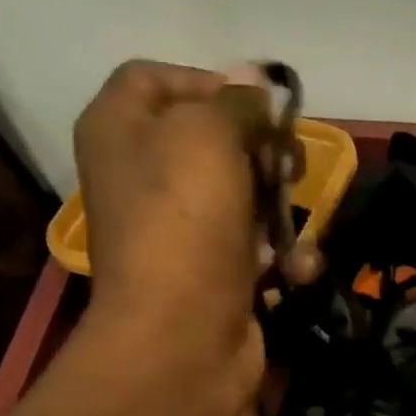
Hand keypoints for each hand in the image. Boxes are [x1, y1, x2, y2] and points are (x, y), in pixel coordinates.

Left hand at [72, 60, 264, 398]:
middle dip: (259, 148)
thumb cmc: (184, 221)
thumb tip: (257, 85)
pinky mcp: (213, 272)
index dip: (212, 83)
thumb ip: (237, 103)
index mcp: (120, 128)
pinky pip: (254, 245)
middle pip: (210, 138)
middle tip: (289, 163)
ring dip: (279, 205)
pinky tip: (295, 267)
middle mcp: (143, 174)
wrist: (182, 336)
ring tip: (295, 219)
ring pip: (242, 193)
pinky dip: (280, 253)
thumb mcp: (208, 136)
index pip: (158, 78)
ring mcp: (180, 229)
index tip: (262, 108)